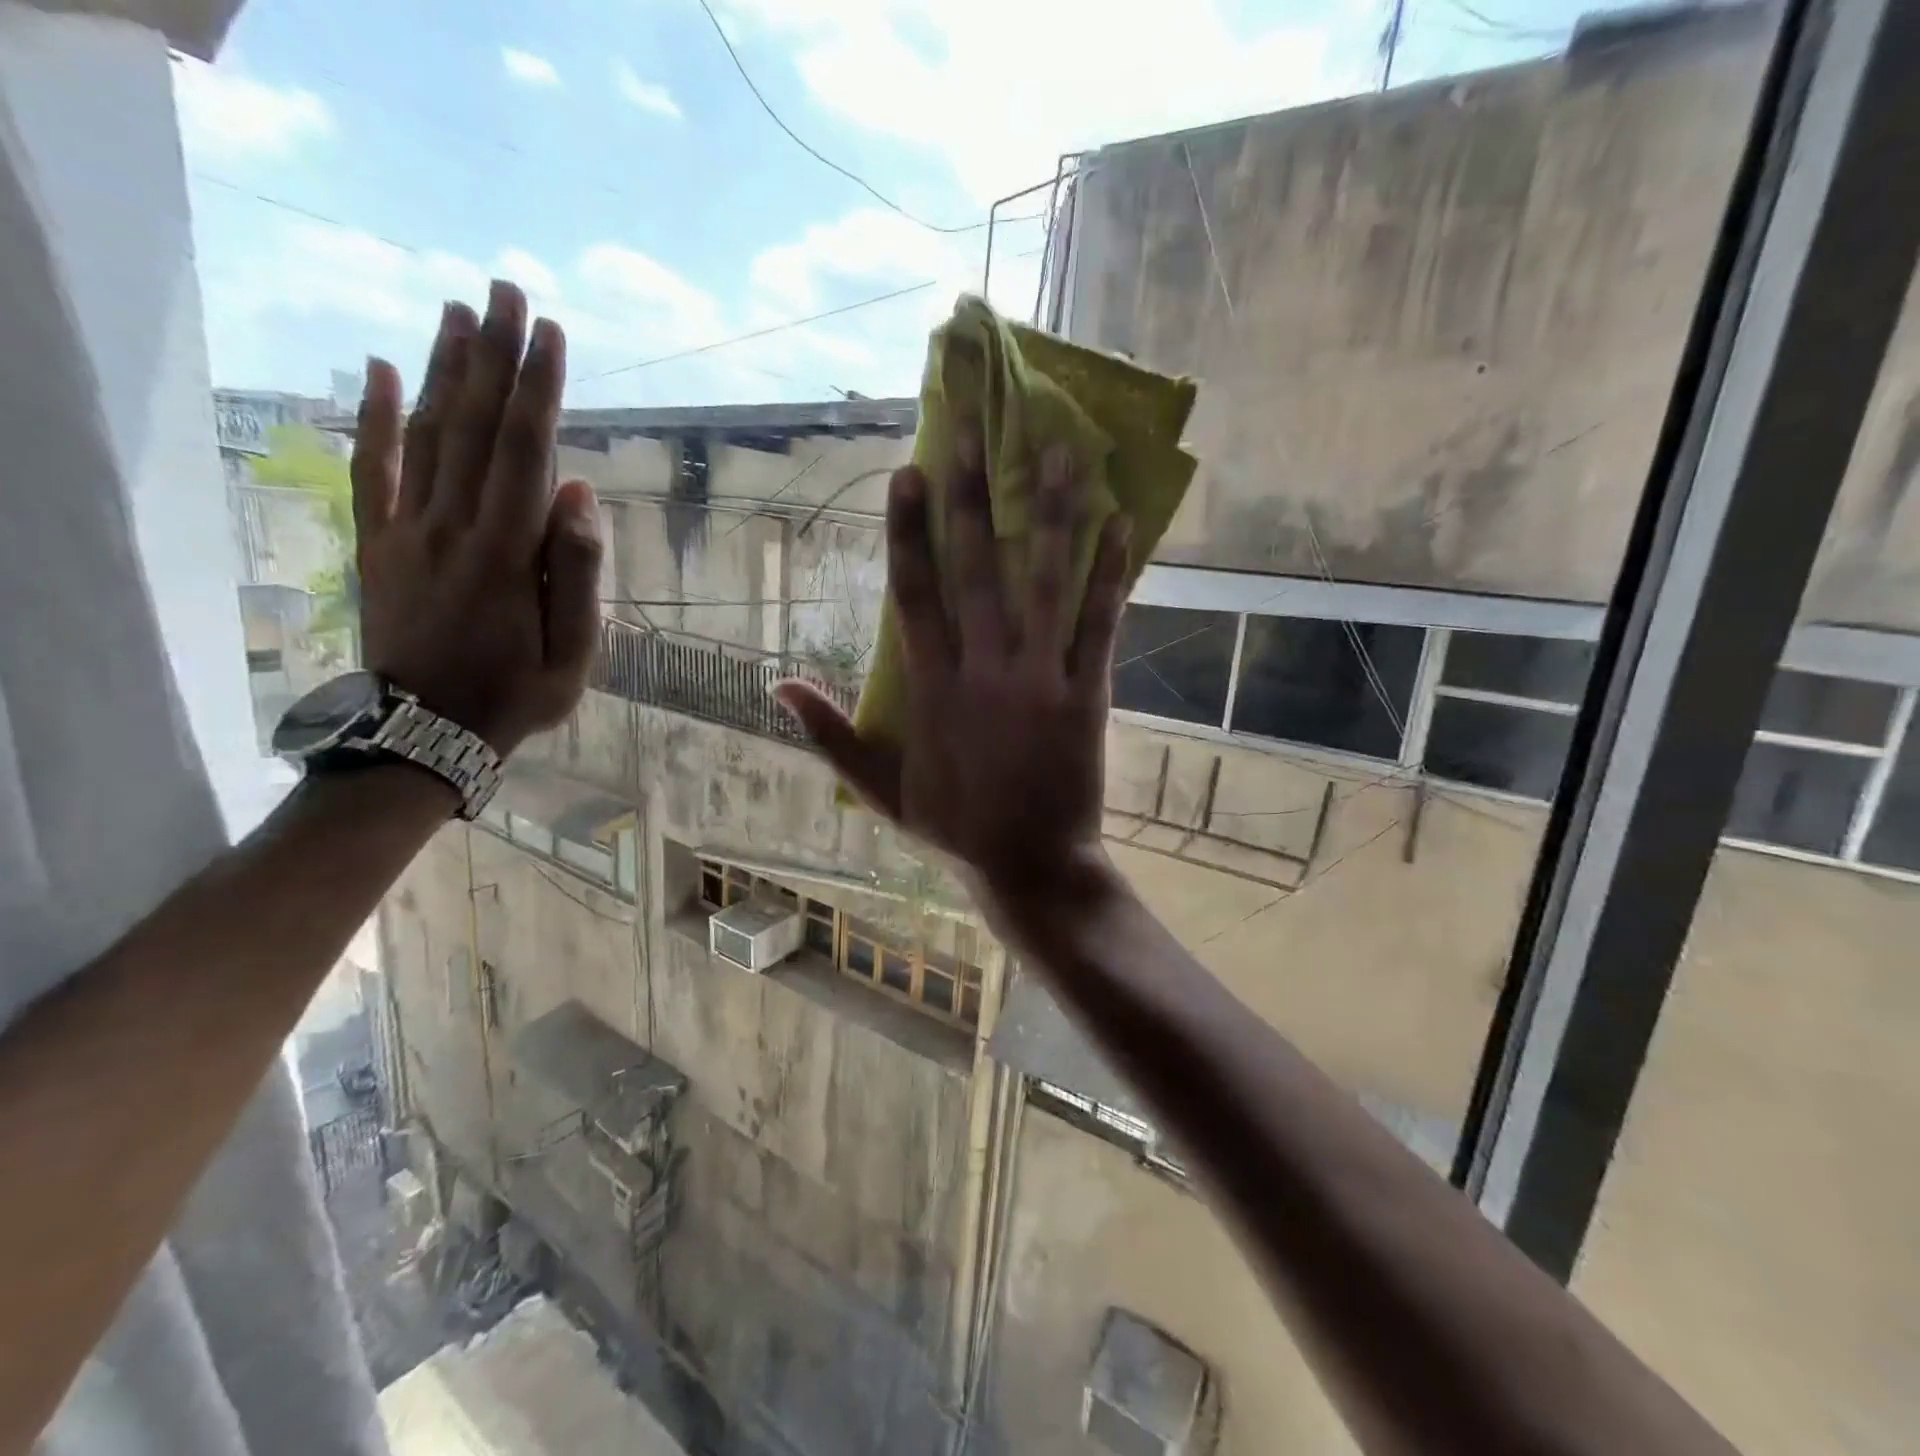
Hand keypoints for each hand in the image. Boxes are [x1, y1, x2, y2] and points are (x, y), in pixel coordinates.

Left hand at [350, 281, 603, 755]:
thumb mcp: (574, 652)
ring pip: (424, 435)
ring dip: (441, 368)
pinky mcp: (379, 542)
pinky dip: (374, 417)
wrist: (425, 731)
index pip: (524, 452)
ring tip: (455, 310)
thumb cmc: (516, 695)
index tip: (549, 333)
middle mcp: (452, 526)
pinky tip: (380, 370)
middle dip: (491, 355)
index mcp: (506, 554)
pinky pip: (372, 470)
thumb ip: (576, 573)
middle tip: (502, 290)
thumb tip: (579, 494)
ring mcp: (407, 530)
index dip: (537, 389)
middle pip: (472, 426)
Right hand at [775, 442, 1129, 898]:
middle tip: (973, 430)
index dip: (908, 532)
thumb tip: (778, 687)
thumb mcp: (879, 789)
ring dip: (1050, 514)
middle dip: (971, 497)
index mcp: (932, 689)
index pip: (914, 595)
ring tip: (1059, 450)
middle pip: (975, 570)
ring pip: (1043, 583)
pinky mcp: (1085, 694)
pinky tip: (1121, 522)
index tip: (907, 473)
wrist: (1028, 864)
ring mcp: (1038, 679)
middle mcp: (983, 671)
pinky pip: (1098, 624)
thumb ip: (830, 735)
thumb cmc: (954, 827)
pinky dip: (1109, 574)